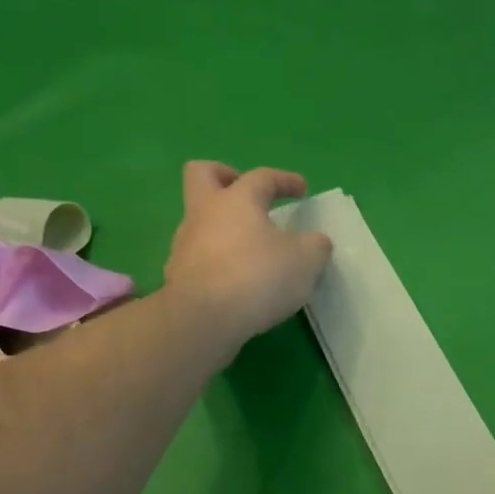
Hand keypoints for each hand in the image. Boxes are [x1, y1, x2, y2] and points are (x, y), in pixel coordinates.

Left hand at [163, 162, 332, 344]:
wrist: (204, 319)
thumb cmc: (258, 276)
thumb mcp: (306, 261)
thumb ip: (316, 246)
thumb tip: (316, 242)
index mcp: (237, 200)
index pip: (262, 177)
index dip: (285, 180)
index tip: (302, 190)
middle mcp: (205, 213)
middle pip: (203, 174)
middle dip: (225, 177)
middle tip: (250, 198)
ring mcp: (186, 244)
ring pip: (201, 220)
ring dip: (225, 228)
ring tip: (252, 251)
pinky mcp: (178, 275)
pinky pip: (200, 256)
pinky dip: (219, 261)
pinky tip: (238, 281)